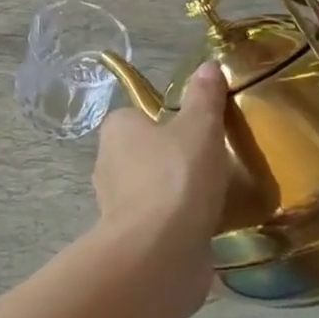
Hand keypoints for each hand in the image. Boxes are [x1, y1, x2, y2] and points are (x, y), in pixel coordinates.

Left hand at [91, 63, 231, 302]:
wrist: (159, 252)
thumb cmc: (176, 177)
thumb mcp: (200, 127)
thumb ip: (204, 97)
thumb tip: (208, 65)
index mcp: (116, 129)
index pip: (140, 117)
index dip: (168, 124)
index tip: (199, 135)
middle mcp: (106, 162)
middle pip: (145, 154)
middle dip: (172, 161)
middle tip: (211, 167)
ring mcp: (114, 204)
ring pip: (149, 190)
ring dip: (174, 196)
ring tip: (212, 200)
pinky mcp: (128, 239)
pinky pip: (156, 223)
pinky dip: (176, 225)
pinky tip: (202, 230)